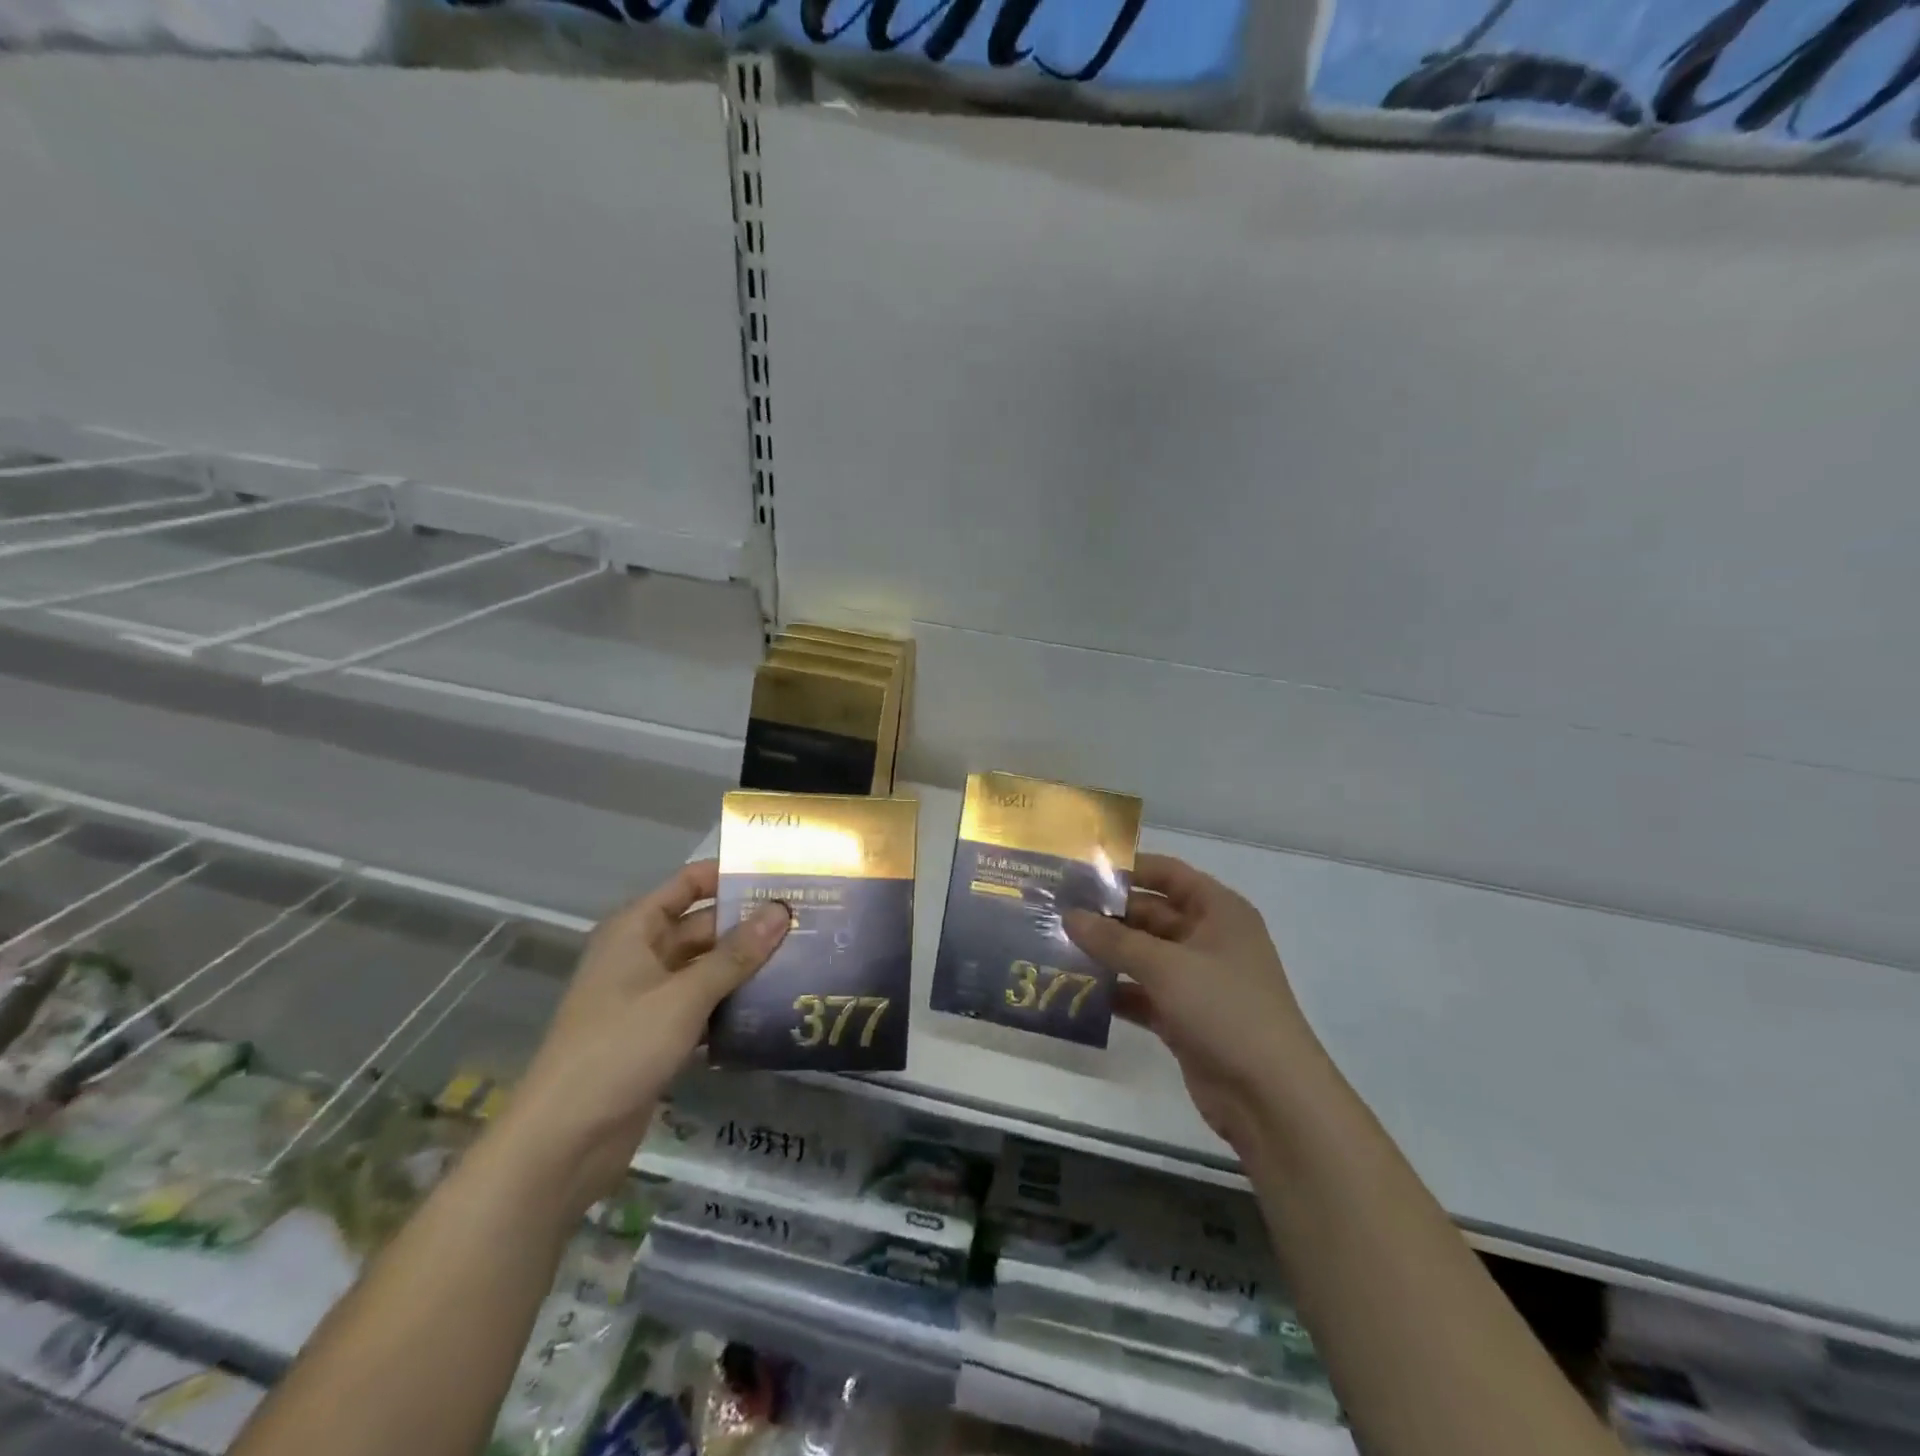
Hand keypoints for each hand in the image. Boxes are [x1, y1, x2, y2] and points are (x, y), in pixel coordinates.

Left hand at [496, 860, 790, 1212]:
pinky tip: (773, 1008)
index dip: (731, 876)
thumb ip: (735, 954)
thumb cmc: (620, 1048)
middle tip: (807, 923)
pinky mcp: (657, 1036)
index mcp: (636, 930)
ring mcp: (649, 998)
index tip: (782, 877)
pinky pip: (702, 1007)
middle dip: (749, 926)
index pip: (689, 884)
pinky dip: (731, 1006)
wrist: (564, 1141)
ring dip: (745, 968)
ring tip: (802, 960)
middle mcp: (641, 955)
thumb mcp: (684, 996)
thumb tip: (781, 911)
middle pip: (703, 927)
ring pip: (706, 969)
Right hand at [1065, 854, 1318, 1153]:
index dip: (1129, 868)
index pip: (1169, 874)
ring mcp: (1196, 980)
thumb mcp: (1166, 966)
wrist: (1271, 1098)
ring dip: (1107, 953)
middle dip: (1108, 914)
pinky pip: (1142, 993)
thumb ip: (1114, 939)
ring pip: (1143, 955)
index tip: (1081, 870)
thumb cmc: (1225, 1010)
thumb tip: (1069, 915)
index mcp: (1219, 911)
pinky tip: (1077, 989)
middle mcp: (1208, 938)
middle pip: (1151, 914)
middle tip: (1057, 911)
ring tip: (1056, 946)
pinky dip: (1115, 991)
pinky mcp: (1184, 1017)